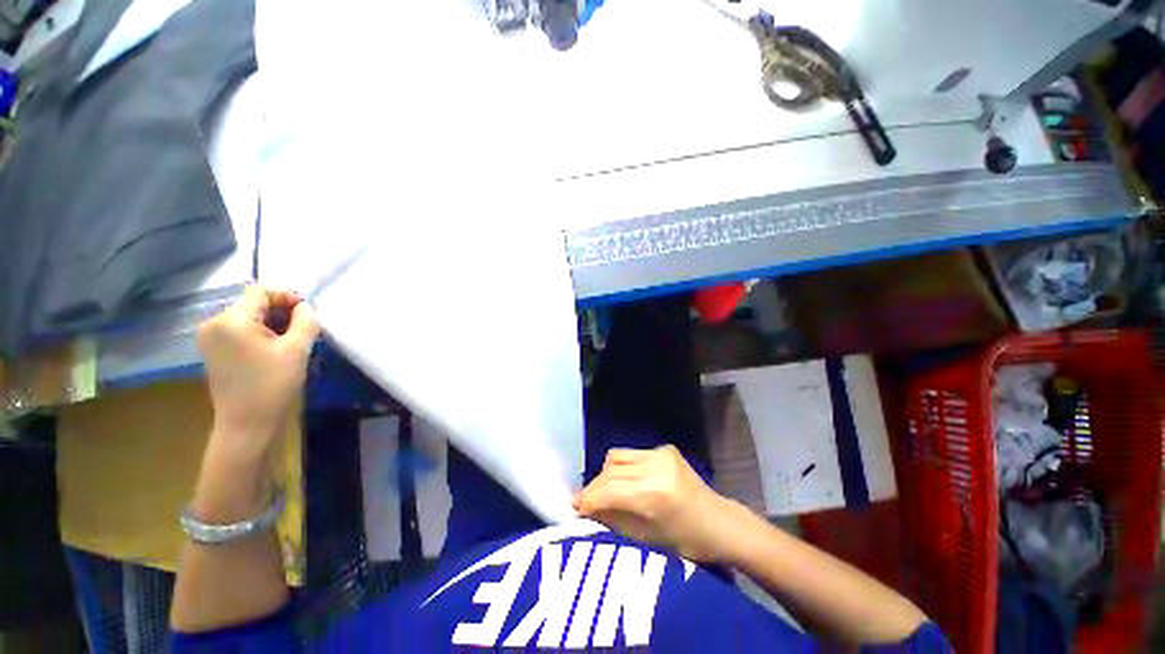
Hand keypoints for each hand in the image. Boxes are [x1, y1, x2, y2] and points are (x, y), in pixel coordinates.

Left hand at [197, 285, 318, 457]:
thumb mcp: (297, 350)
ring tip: (291, 339)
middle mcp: (214, 323)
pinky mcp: (211, 349)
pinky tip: (273, 348)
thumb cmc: (273, 385)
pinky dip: (258, 332)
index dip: (286, 296)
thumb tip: (305, 306)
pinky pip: (238, 329)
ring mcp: (209, 337)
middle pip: (252, 303)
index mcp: (232, 320)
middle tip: (303, 327)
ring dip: (271, 322)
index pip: (260, 291)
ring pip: (246, 316)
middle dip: (280, 310)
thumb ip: (305, 321)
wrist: (246, 423)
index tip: (308, 311)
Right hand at [573, 445, 738, 563]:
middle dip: (594, 486)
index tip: (573, 507)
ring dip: (607, 474)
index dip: (588, 498)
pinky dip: (623, 469)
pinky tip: (627, 483)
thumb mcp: (645, 538)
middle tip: (585, 502)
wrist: (719, 522)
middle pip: (610, 469)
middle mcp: (656, 465)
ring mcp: (661, 452)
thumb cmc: (686, 542)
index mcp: (655, 493)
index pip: (609, 490)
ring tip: (605, 492)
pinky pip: (632, 455)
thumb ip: (612, 519)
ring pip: (618, 457)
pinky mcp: (665, 448)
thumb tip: (584, 509)